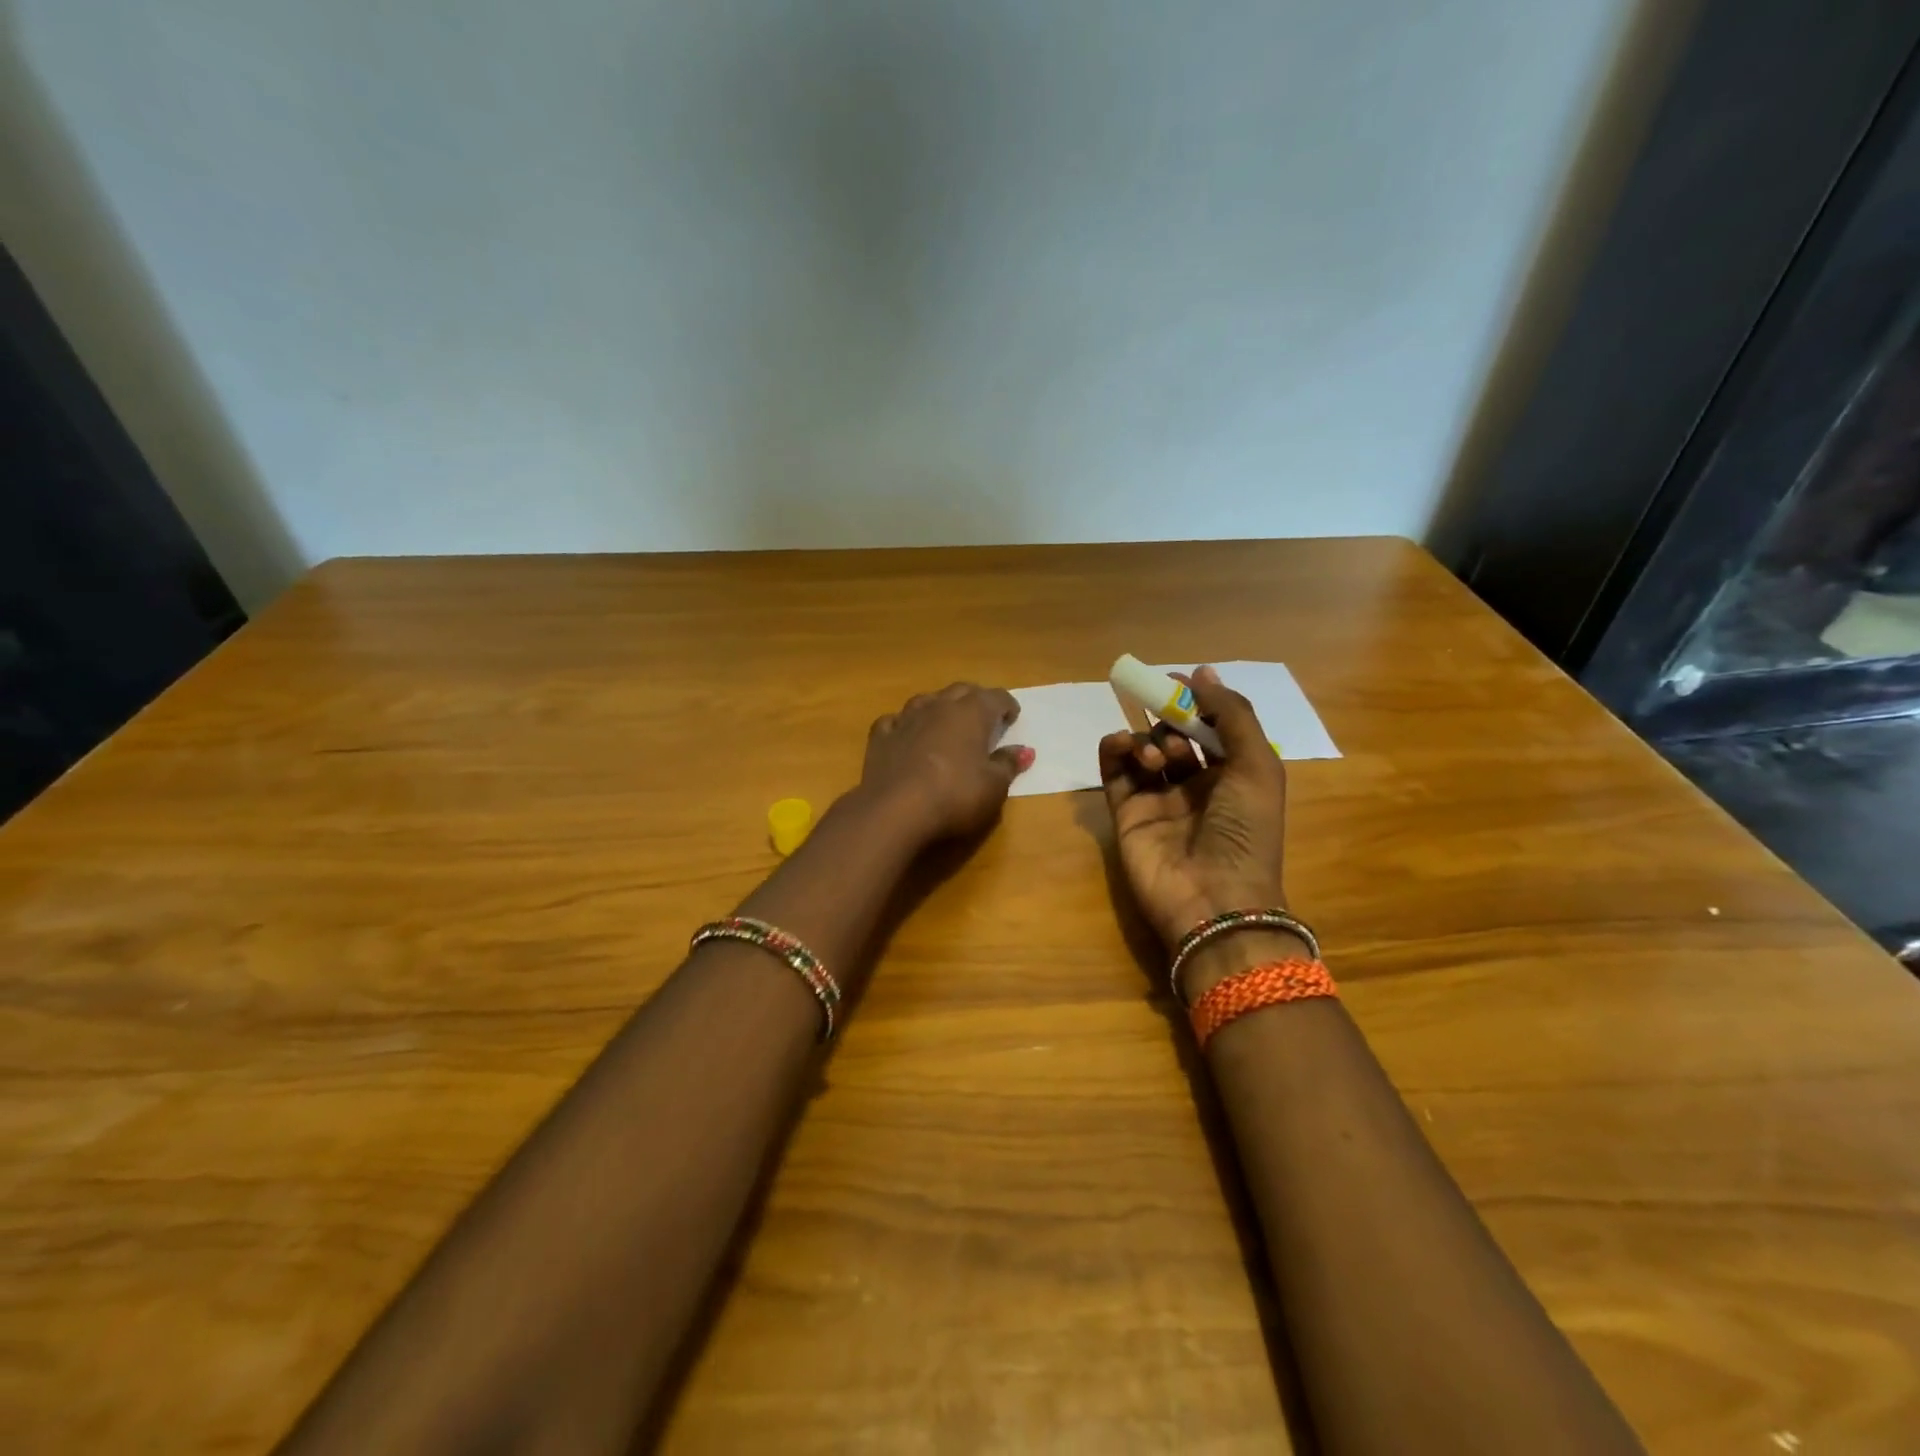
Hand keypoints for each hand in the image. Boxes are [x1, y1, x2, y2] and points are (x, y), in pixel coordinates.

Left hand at [859, 683, 1031, 843]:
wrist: (893, 811)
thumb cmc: (954, 796)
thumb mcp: (993, 787)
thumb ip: (1008, 765)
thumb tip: (1024, 751)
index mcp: (971, 713)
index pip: (996, 697)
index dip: (1007, 705)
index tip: (1012, 717)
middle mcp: (938, 707)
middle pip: (961, 691)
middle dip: (975, 699)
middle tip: (984, 716)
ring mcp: (905, 719)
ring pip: (926, 700)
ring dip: (939, 706)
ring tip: (946, 721)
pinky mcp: (880, 738)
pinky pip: (894, 721)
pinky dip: (904, 724)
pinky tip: (906, 734)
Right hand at [1099, 665, 1287, 949]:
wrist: (1212, 898)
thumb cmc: (1245, 831)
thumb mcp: (1257, 766)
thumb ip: (1232, 715)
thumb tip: (1203, 671)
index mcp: (1233, 775)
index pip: (1211, 728)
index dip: (1197, 701)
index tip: (1180, 679)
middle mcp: (1195, 785)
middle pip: (1174, 735)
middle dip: (1170, 716)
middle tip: (1164, 707)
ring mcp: (1158, 799)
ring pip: (1144, 750)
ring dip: (1148, 737)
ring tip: (1158, 754)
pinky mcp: (1125, 812)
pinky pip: (1113, 771)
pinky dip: (1113, 750)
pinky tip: (1121, 745)